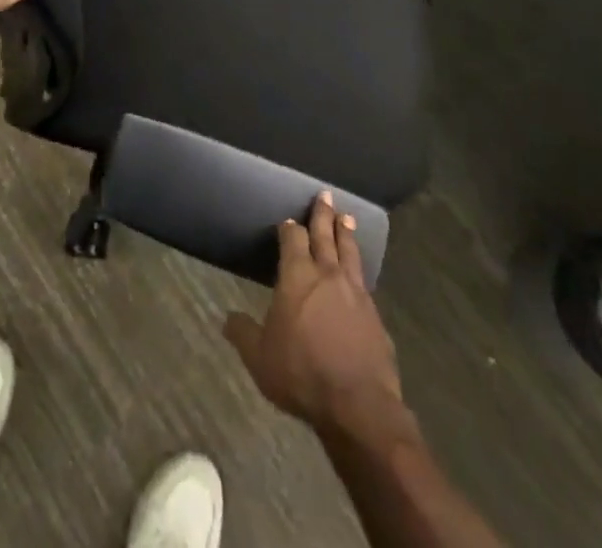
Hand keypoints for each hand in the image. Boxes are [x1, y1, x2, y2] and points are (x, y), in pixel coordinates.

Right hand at [224, 192, 404, 437]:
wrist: (359, 406)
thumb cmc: (302, 374)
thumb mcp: (259, 357)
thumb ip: (243, 333)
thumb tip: (227, 318)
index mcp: (297, 276)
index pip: (292, 239)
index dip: (289, 229)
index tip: (288, 221)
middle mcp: (327, 275)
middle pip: (325, 236)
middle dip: (322, 214)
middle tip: (325, 194)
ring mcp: (355, 293)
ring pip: (349, 253)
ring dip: (346, 233)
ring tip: (347, 217)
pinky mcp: (375, 316)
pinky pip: (364, 282)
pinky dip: (359, 268)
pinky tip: (359, 272)